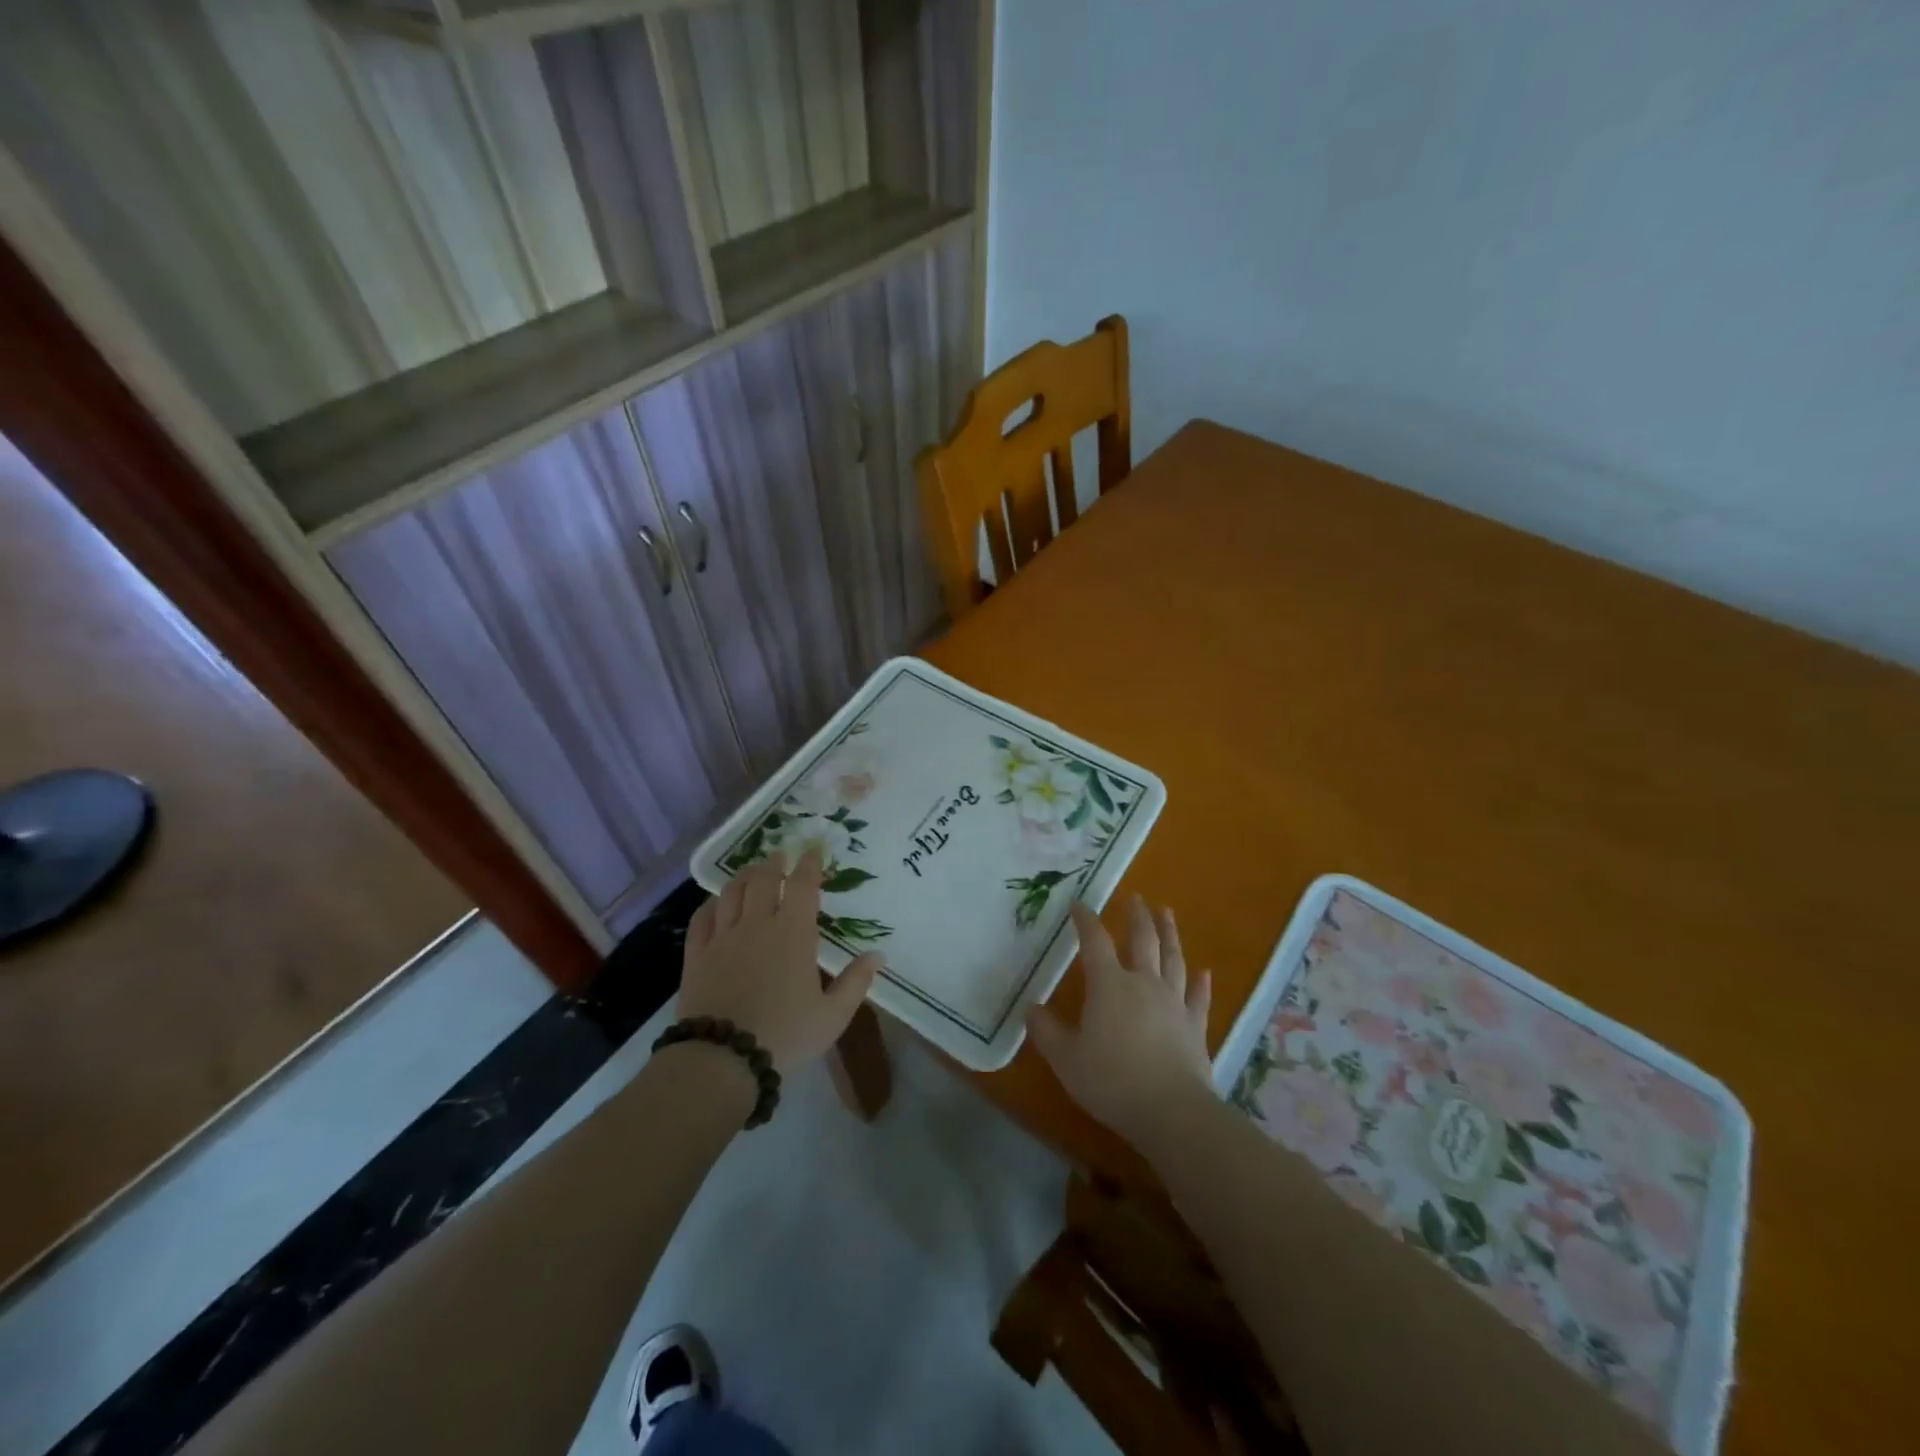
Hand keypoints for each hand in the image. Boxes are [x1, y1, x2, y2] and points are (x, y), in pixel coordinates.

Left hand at [677, 848, 883, 1074]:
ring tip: (752, 871)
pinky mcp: (697, 955)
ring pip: (731, 892)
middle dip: (774, 863)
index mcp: (794, 934)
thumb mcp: (832, 1016)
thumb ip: (856, 982)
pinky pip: (702, 918)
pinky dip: (712, 904)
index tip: (813, 851)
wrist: (722, 1061)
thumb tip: (879, 955)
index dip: (809, 864)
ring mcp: (723, 938)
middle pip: (763, 879)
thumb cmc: (786, 1036)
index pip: (802, 885)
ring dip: (744, 876)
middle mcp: (757, 925)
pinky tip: (716, 903)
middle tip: (780, 855)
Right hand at [1027, 896, 1214, 1157]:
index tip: (1078, 904)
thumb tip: (1030, 1008)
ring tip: (1166, 913)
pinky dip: (1201, 983)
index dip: (1086, 920)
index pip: (1095, 942)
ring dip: (1170, 934)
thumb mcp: (1067, 1059)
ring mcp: (1174, 1002)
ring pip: (1173, 958)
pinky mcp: (1195, 1026)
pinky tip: (1204, 972)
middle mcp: (1143, 983)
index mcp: (1109, 985)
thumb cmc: (1112, 1081)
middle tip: (1137, 897)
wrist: (1171, 1111)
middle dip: (1137, 916)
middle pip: (1142, 940)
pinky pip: (1199, 997)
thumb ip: (1047, 1032)